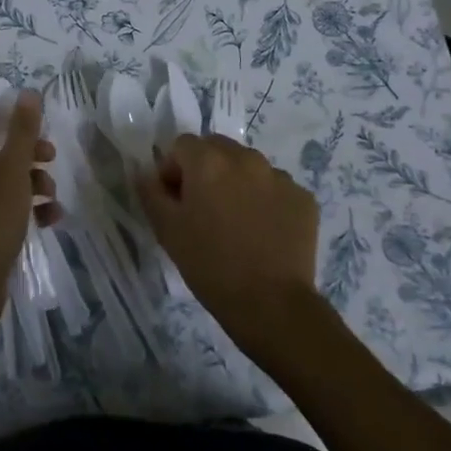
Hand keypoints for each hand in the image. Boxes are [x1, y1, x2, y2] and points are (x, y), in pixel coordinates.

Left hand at [0, 92, 60, 334]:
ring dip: (32, 180)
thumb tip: (26, 92)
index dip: (0, 109)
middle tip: (49, 155)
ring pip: (4, 176)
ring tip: (52, 195)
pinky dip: (28, 208)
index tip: (30, 118)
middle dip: (26, 148)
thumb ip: (21, 131)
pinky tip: (51, 219)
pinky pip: (6, 206)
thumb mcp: (11, 171)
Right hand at [135, 134, 320, 353]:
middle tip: (204, 208)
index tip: (175, 201)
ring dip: (237, 182)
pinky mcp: (303, 198)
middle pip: (217, 148)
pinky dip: (266, 200)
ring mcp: (279, 177)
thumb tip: (146, 173)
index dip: (173, 170)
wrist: (271, 304)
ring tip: (236, 222)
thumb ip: (151, 192)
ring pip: (249, 166)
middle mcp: (246, 158)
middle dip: (206, 169)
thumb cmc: (210, 265)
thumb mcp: (167, 230)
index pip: (182, 145)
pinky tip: (263, 232)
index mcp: (209, 161)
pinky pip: (276, 188)